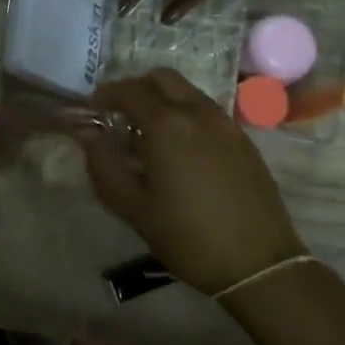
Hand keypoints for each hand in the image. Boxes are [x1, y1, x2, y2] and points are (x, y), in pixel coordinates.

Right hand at [78, 68, 305, 296]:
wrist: (259, 265)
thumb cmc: (187, 237)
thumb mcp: (132, 206)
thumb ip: (102, 163)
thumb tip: (85, 132)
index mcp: (166, 125)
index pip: (128, 90)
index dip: (105, 95)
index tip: (92, 111)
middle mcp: (197, 112)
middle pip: (161, 78)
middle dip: (136, 89)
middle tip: (119, 116)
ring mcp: (226, 124)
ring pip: (187, 91)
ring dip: (162, 100)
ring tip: (148, 135)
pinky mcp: (244, 140)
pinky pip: (207, 111)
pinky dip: (186, 114)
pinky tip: (180, 151)